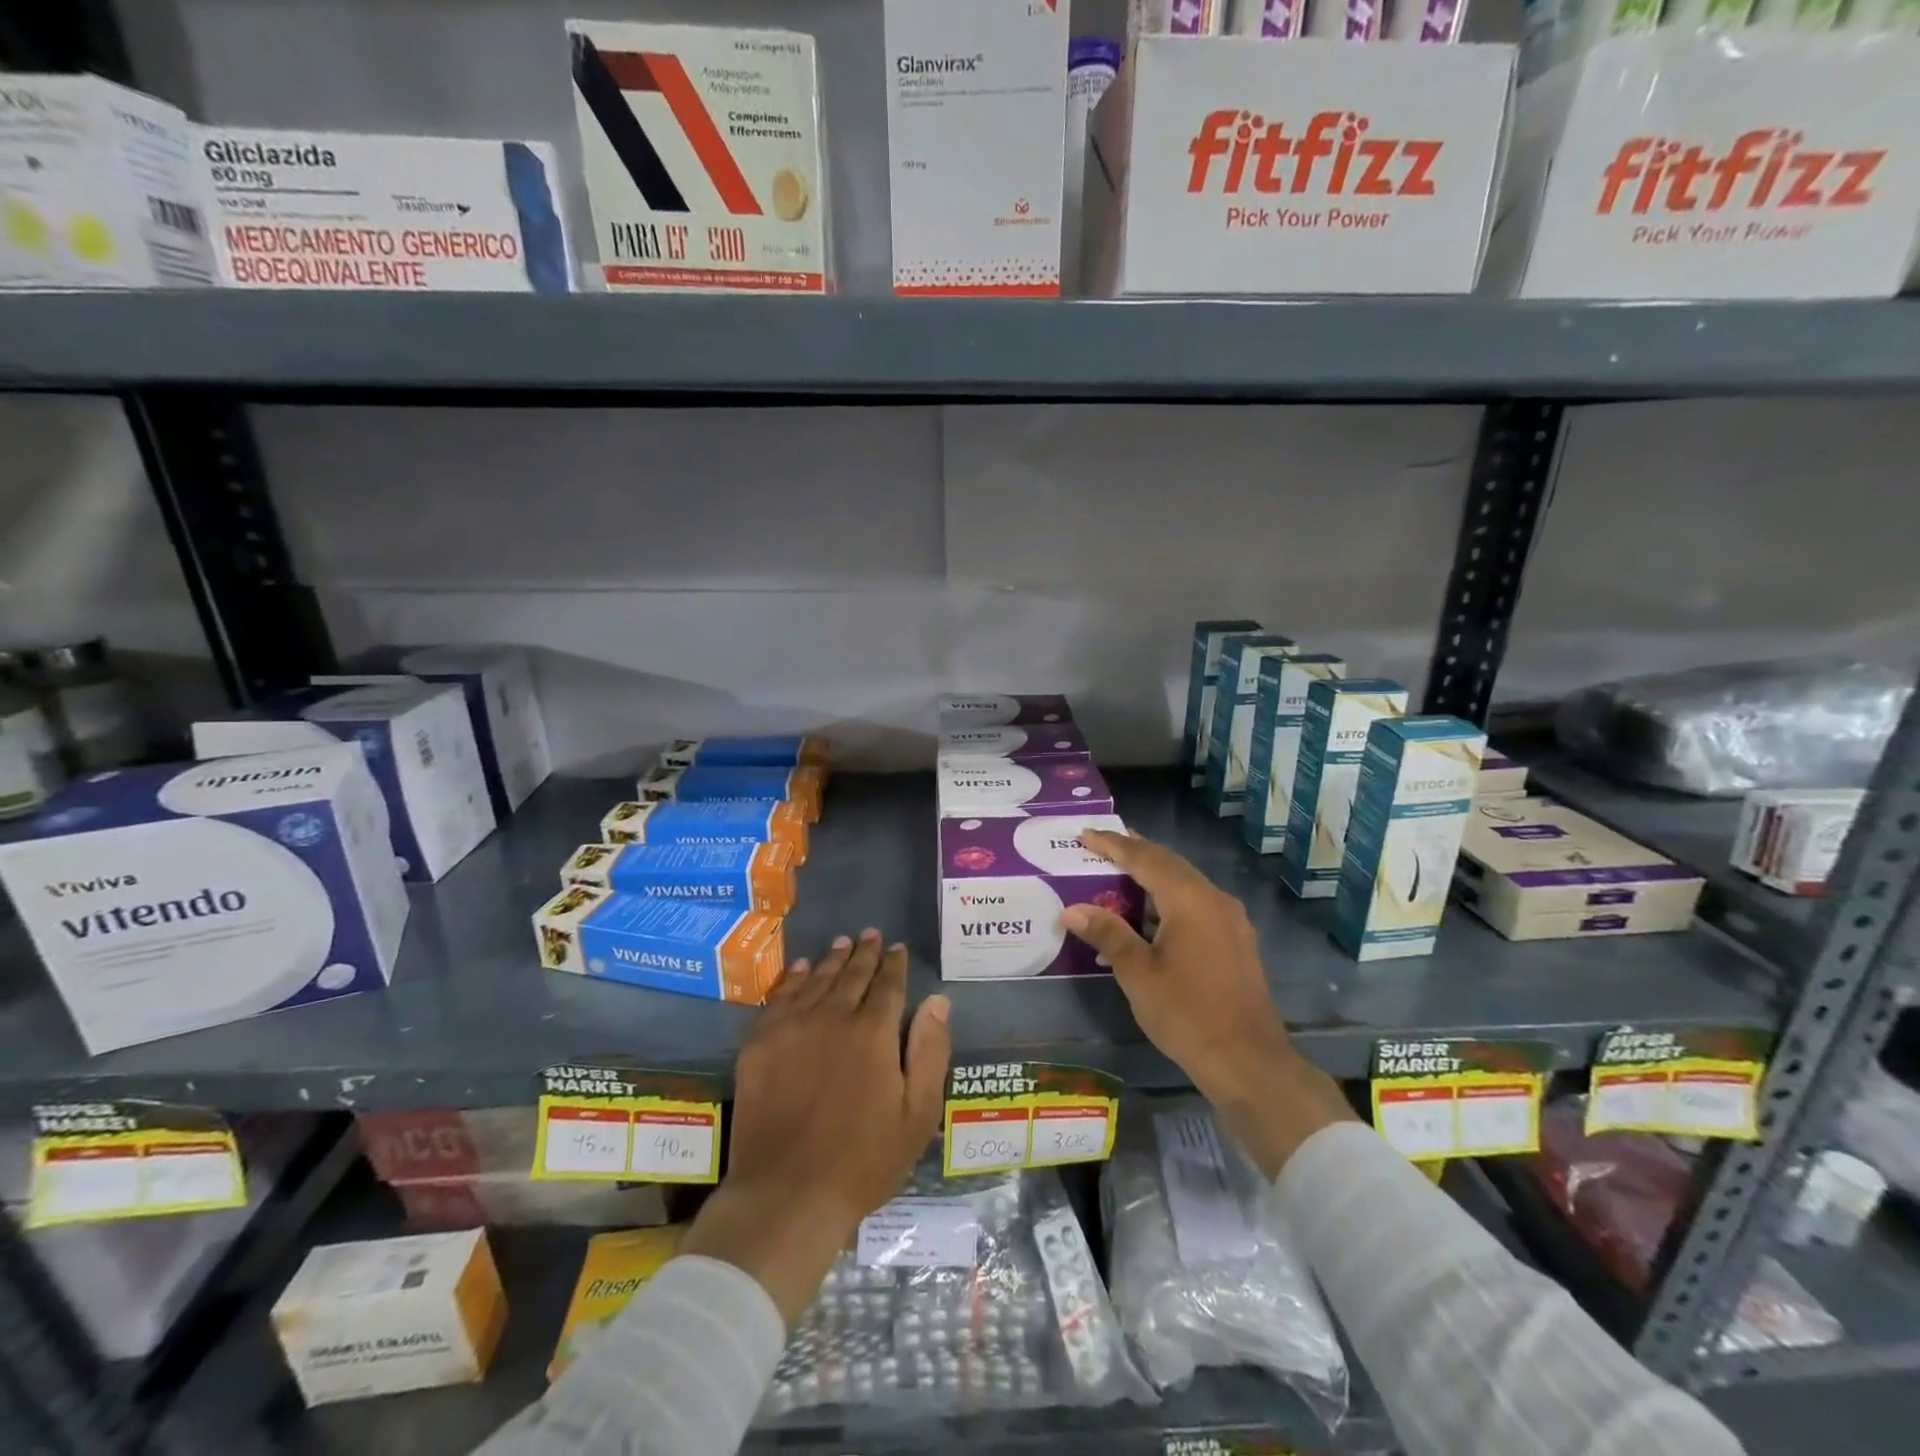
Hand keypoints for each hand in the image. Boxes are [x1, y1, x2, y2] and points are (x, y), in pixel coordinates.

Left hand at [682, 929, 950, 1324]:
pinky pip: (779, 998)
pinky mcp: (759, 1044)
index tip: (897, 948)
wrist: (786, 1196)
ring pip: (816, 980)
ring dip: (831, 959)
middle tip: (870, 934)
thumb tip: (937, 1001)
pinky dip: (792, 979)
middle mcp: (832, 1017)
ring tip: (841, 943)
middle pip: (851, 975)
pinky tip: (799, 969)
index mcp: (873, 1033)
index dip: (894, 964)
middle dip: (864, 953)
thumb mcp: (917, 1114)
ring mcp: (791, 1028)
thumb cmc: (863, 1161)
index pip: (888, 985)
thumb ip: (930, 1051)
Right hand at [1060, 829, 1354, 1178]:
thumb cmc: (1187, 1014)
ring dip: (1151, 877)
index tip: (1086, 834)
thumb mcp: (1138, 974)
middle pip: (1169, 864)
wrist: (1248, 1062)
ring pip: (1184, 884)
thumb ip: (1108, 933)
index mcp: (1190, 900)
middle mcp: (1215, 899)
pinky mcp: (1236, 940)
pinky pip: (1196, 904)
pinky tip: (1148, 918)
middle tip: (1102, 844)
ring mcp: (1230, 920)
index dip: (1113, 845)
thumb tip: (1072, 909)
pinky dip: (1168, 900)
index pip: (1145, 858)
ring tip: (1119, 876)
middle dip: (1134, 852)